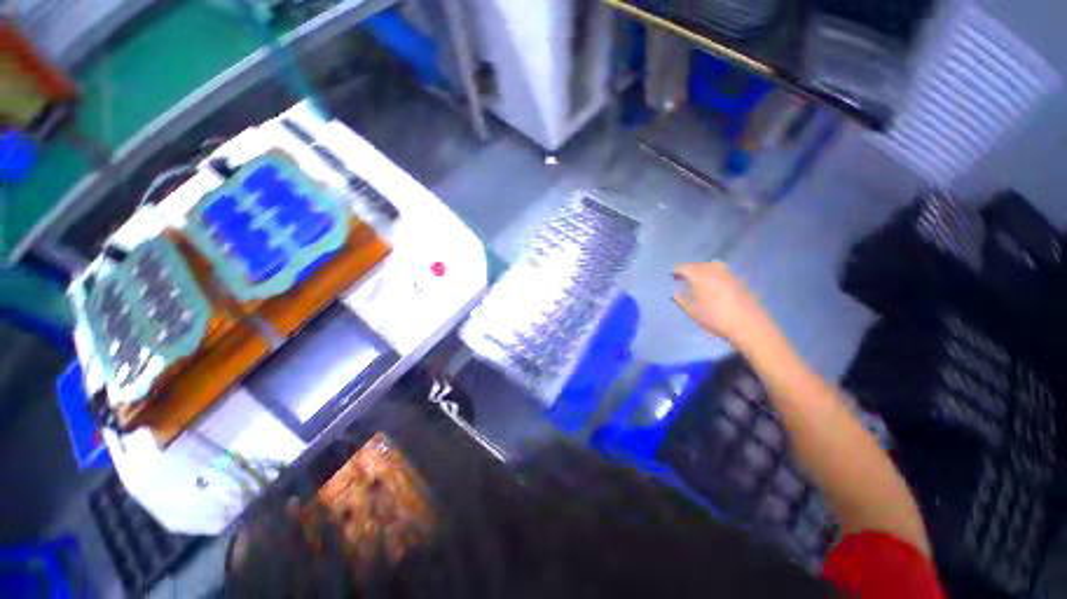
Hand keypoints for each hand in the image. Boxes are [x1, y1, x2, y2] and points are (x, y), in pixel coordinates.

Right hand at [672, 262, 768, 345]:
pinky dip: (712, 273)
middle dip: (687, 269)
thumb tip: (673, 291)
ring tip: (695, 279)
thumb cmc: (715, 318)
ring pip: (709, 265)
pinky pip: (720, 270)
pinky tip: (711, 283)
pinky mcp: (738, 279)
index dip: (675, 271)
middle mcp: (713, 270)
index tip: (669, 276)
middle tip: (680, 277)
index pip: (683, 268)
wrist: (748, 325)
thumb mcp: (692, 311)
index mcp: (699, 276)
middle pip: (696, 264)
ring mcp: (727, 273)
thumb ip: (680, 299)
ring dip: (700, 269)